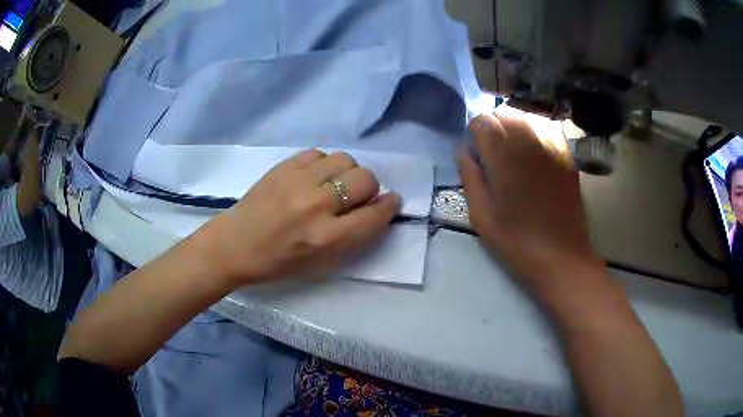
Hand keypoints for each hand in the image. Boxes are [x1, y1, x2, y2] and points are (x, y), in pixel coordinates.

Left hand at [198, 150, 400, 284]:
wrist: (234, 245)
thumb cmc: (277, 263)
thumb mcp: (320, 264)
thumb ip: (352, 237)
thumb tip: (375, 208)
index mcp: (325, 238)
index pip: (374, 215)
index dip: (389, 206)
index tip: (391, 202)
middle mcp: (315, 206)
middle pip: (365, 179)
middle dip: (370, 188)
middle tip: (357, 197)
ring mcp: (297, 182)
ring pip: (345, 160)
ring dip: (348, 172)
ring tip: (334, 184)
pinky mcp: (283, 167)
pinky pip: (319, 153)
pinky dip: (324, 164)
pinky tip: (313, 176)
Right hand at [458, 111, 604, 296]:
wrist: (561, 256)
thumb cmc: (517, 241)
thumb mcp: (482, 216)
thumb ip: (469, 177)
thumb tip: (464, 151)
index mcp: (505, 157)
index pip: (483, 121)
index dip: (475, 134)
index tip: (477, 154)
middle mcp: (529, 142)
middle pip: (505, 113)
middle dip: (494, 127)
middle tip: (495, 154)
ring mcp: (552, 146)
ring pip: (527, 117)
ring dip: (515, 127)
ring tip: (515, 152)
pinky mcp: (567, 155)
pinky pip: (547, 128)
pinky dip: (536, 132)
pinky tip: (535, 153)